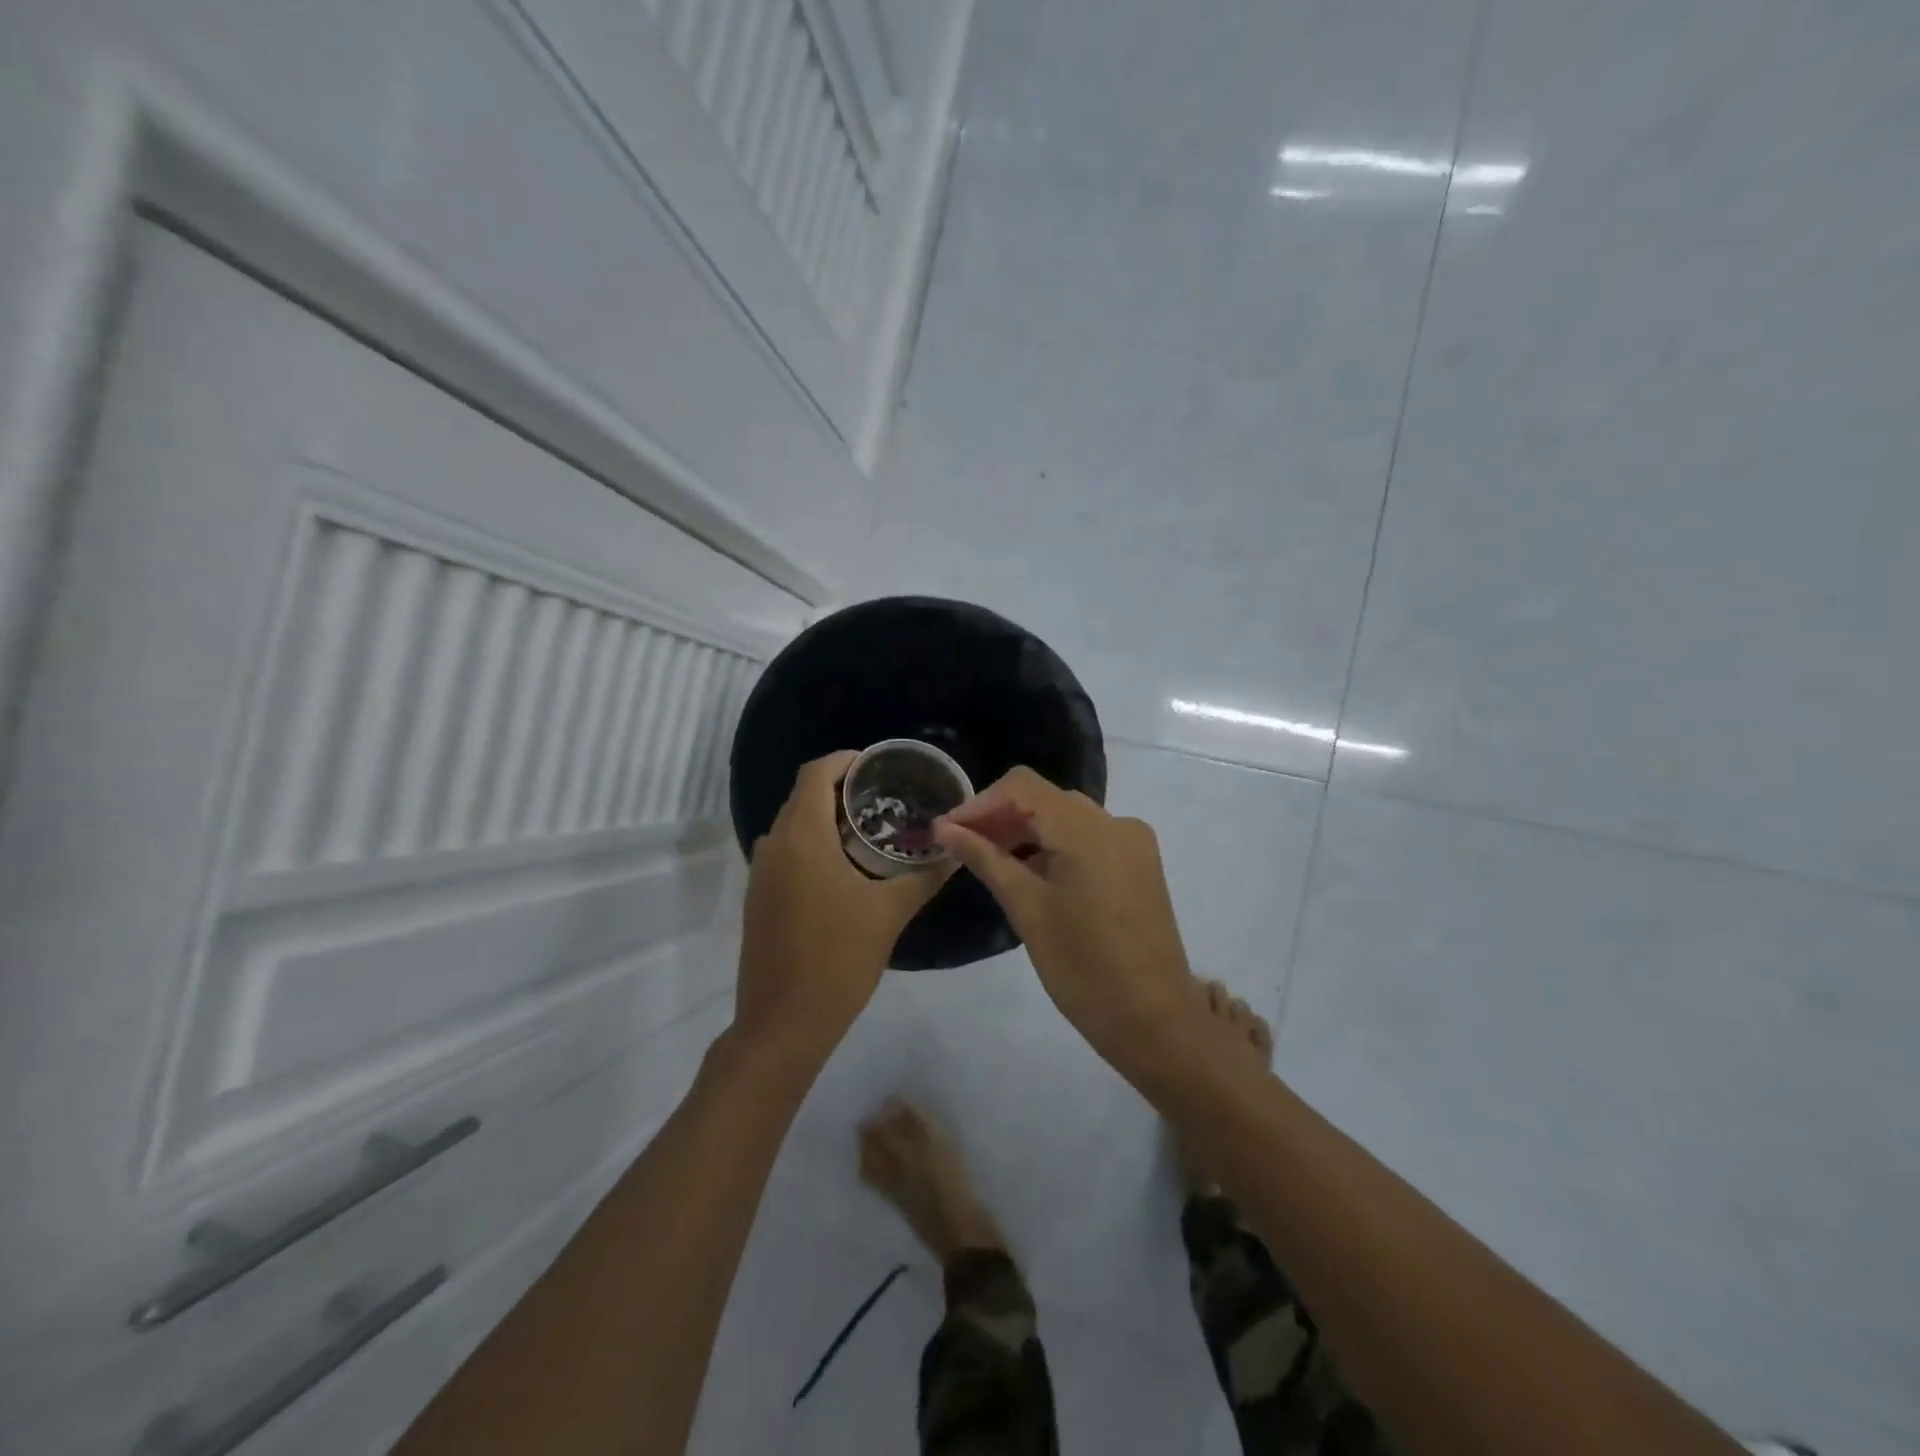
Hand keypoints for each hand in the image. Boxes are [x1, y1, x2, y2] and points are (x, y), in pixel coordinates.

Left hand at [735, 751, 953, 1057]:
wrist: (783, 1022)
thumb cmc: (838, 959)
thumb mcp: (889, 913)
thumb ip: (924, 875)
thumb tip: (957, 850)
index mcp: (802, 838)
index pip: (816, 773)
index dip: (845, 760)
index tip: (878, 766)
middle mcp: (774, 845)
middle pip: (804, 795)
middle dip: (841, 788)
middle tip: (884, 797)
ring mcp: (761, 873)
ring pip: (793, 824)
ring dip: (826, 817)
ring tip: (870, 829)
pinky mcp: (759, 897)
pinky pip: (786, 851)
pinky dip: (813, 843)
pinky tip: (845, 867)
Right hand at [933, 767, 1193, 1077]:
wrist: (1155, 1019)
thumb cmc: (1082, 966)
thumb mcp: (1026, 908)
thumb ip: (985, 858)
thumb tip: (945, 828)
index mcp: (1087, 828)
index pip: (1022, 787)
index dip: (980, 803)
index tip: (949, 831)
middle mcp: (1115, 822)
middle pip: (1046, 800)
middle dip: (1001, 818)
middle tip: (963, 848)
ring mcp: (1133, 843)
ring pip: (1068, 819)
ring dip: (1027, 833)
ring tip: (991, 863)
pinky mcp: (1140, 865)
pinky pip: (1090, 839)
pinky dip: (1056, 848)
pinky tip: (1032, 876)